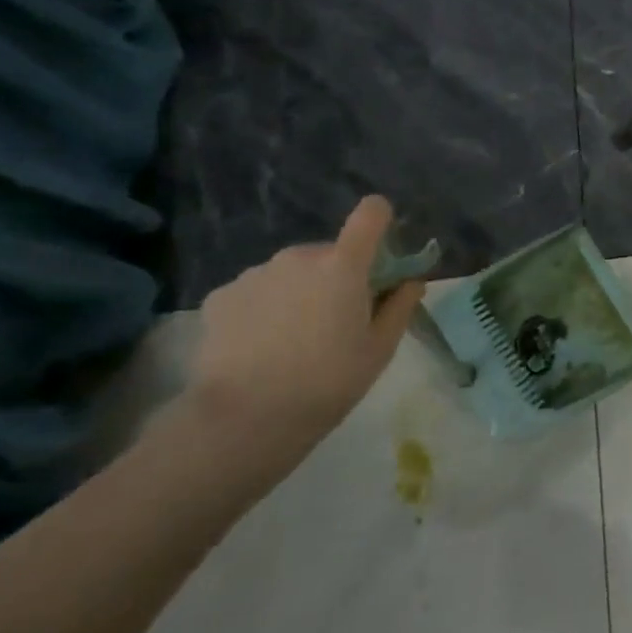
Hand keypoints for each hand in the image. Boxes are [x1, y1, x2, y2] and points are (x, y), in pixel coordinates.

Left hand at [185, 196, 425, 472]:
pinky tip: (260, 346)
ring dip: (300, 291)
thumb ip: (400, 306)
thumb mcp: (380, 349)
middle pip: (329, 252)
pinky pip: (257, 290)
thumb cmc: (329, 381)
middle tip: (336, 320)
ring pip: (291, 271)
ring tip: (293, 339)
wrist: (245, 419)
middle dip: (338, 275)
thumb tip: (411, 281)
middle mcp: (298, 257)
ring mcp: (255, 274)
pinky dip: (264, 307)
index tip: (380, 251)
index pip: (371, 213)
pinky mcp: (220, 296)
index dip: (379, 221)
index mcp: (344, 265)